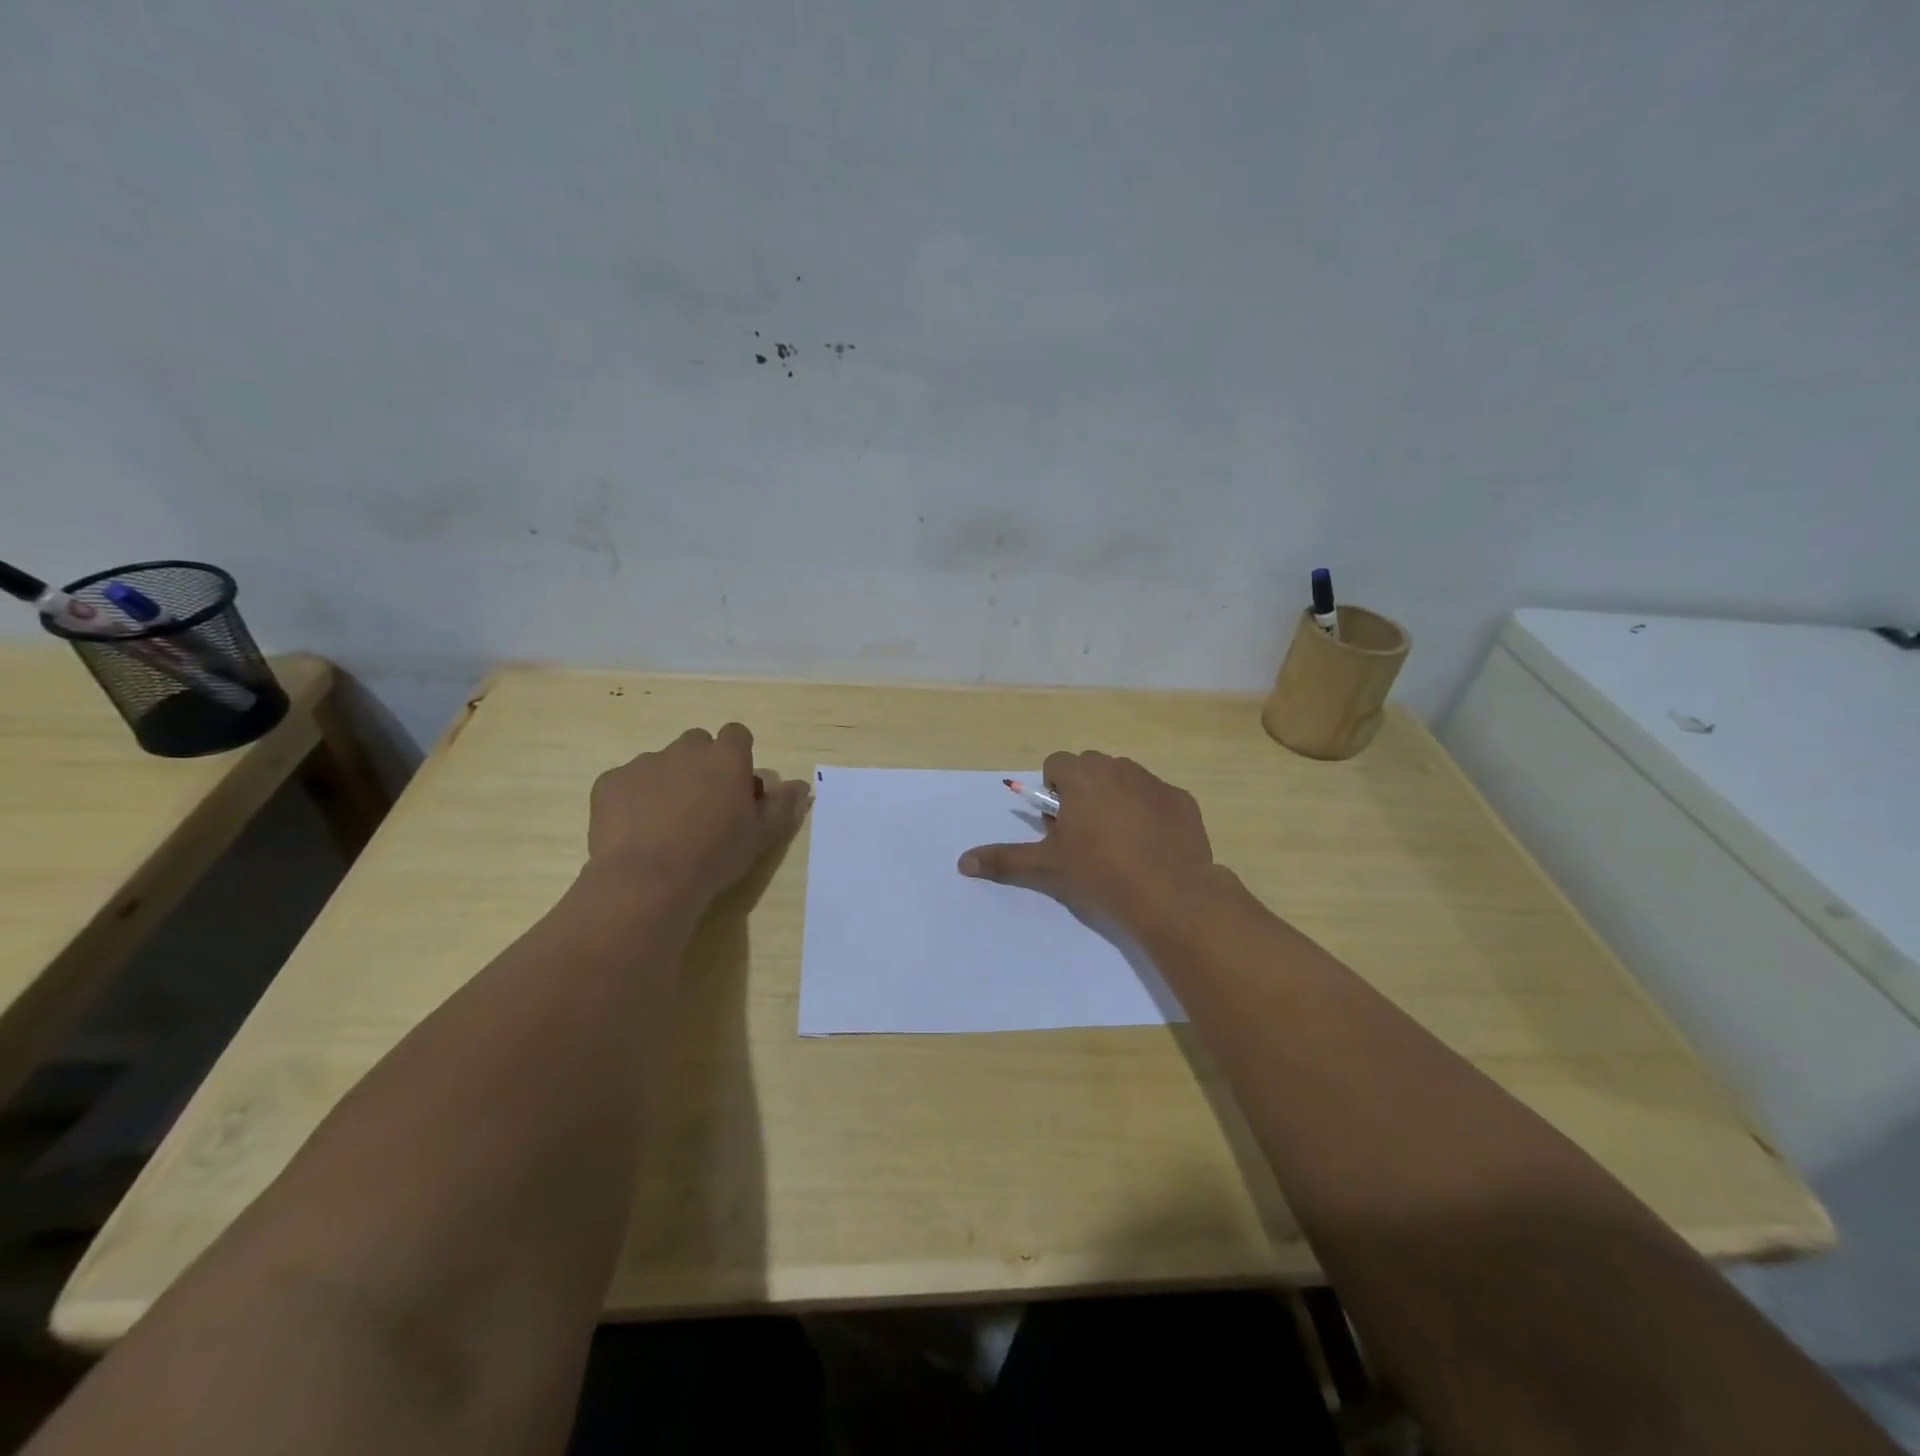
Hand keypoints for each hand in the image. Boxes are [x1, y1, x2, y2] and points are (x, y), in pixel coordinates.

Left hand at [586, 723, 810, 904]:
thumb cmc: (715, 856)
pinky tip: (636, 832)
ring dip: (667, 782)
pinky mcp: (610, 782)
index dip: (738, 757)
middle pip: (697, 744)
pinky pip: (626, 782)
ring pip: (661, 763)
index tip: (737, 787)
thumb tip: (800, 785)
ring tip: (665, 826)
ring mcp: (644, 763)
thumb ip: (782, 805)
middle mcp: (686, 749)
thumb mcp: (761, 836)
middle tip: (703, 806)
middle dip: (701, 766)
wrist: (647, 880)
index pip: (737, 735)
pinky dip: (633, 799)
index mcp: (726, 757)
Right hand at [958, 750, 1217, 933]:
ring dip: (1115, 800)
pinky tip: (1151, 847)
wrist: (1170, 894)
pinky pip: (1156, 798)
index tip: (1060, 827)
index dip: (1054, 793)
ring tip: (1120, 844)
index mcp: (1081, 776)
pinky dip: (1149, 813)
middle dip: (1083, 793)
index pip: (1056, 765)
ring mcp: (1153, 782)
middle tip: (1086, 837)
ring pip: (1124, 781)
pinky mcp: (1181, 799)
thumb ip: (1004, 859)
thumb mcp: (1047, 867)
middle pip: (1090, 769)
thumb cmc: (1100, 873)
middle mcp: (1117, 767)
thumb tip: (962, 862)